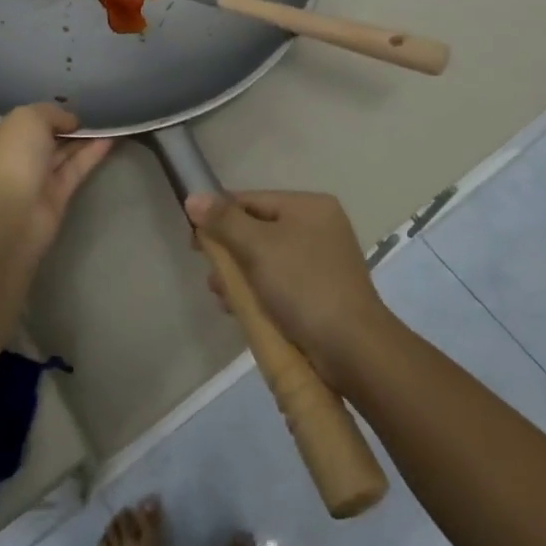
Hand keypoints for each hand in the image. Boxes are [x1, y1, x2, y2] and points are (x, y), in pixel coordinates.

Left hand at [0, 103, 112, 260]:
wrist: (11, 215)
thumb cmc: (12, 157)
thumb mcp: (28, 118)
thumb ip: (51, 112)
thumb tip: (70, 121)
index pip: (24, 120)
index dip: (47, 112)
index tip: (71, 104)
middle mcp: (16, 157)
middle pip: (46, 137)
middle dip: (68, 125)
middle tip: (95, 110)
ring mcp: (36, 178)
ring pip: (63, 153)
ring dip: (84, 138)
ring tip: (109, 120)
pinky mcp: (56, 196)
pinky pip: (76, 168)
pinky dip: (92, 154)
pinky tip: (111, 138)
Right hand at [185, 191, 393, 388]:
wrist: (353, 349)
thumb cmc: (303, 286)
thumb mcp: (257, 247)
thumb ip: (223, 220)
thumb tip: (193, 196)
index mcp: (309, 206)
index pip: (251, 200)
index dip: (218, 216)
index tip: (194, 242)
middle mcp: (319, 226)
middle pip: (258, 229)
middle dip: (229, 252)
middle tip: (211, 276)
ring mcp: (323, 261)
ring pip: (266, 259)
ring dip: (240, 275)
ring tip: (222, 297)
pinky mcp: (321, 292)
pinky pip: (280, 281)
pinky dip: (259, 291)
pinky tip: (241, 310)